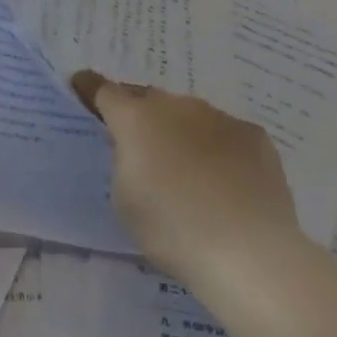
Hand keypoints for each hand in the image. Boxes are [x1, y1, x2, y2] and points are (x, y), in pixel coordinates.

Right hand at [72, 72, 308, 282]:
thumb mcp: (124, 199)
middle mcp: (176, 106)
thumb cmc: (172, 228)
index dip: (90, 89)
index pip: (104, 91)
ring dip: (181, 132)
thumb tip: (138, 151)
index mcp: (136, 119)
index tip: (82, 86)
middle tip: (139, 144)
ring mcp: (219, 117)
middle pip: (149, 100)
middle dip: (140, 115)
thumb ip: (124, 163)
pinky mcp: (254, 135)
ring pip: (189, 116)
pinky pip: (225, 135)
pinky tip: (226, 182)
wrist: (248, 251)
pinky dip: (218, 149)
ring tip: (188, 171)